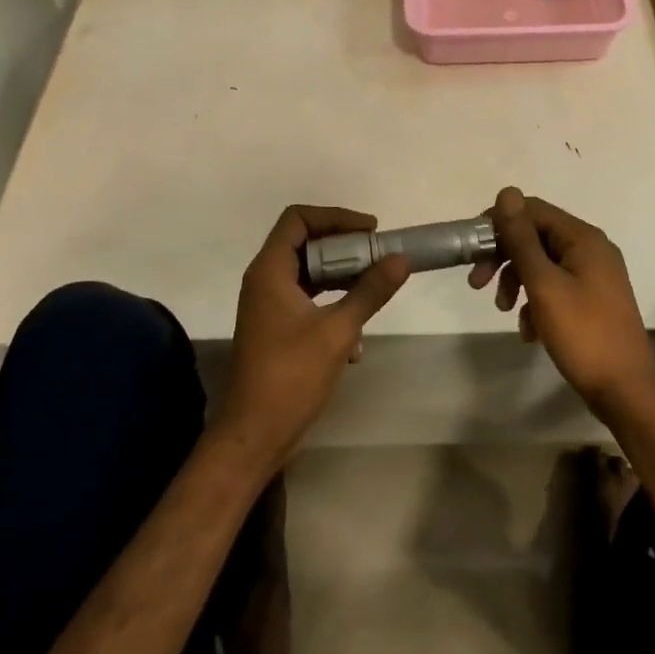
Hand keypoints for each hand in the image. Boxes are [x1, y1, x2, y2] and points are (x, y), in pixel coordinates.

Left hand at [213, 206, 410, 468]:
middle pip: (306, 243)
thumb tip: (401, 259)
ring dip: (342, 279)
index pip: (298, 219)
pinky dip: (333, 307)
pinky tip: (356, 341)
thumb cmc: (290, 377)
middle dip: (345, 248)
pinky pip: (308, 301)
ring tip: (374, 289)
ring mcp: (269, 306)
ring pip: (310, 274)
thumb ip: (370, 291)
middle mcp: (265, 281)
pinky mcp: (277, 329)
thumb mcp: (338, 331)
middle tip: (379, 256)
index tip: (370, 231)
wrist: (253, 436)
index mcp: (270, 271)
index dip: (335, 217)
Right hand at [470, 187, 654, 419]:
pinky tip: (529, 332)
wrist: (626, 391)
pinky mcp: (592, 300)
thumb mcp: (544, 284)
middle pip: (535, 236)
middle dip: (504, 257)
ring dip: (516, 282)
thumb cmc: (583, 333)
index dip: (498, 224)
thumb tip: (507, 192)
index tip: (472, 250)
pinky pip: (555, 288)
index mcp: (583, 238)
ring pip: (542, 264)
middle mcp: (591, 248)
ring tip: (504, 311)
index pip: (532, 210)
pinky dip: (536, 302)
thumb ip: (522, 239)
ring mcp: (594, 275)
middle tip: (476, 283)